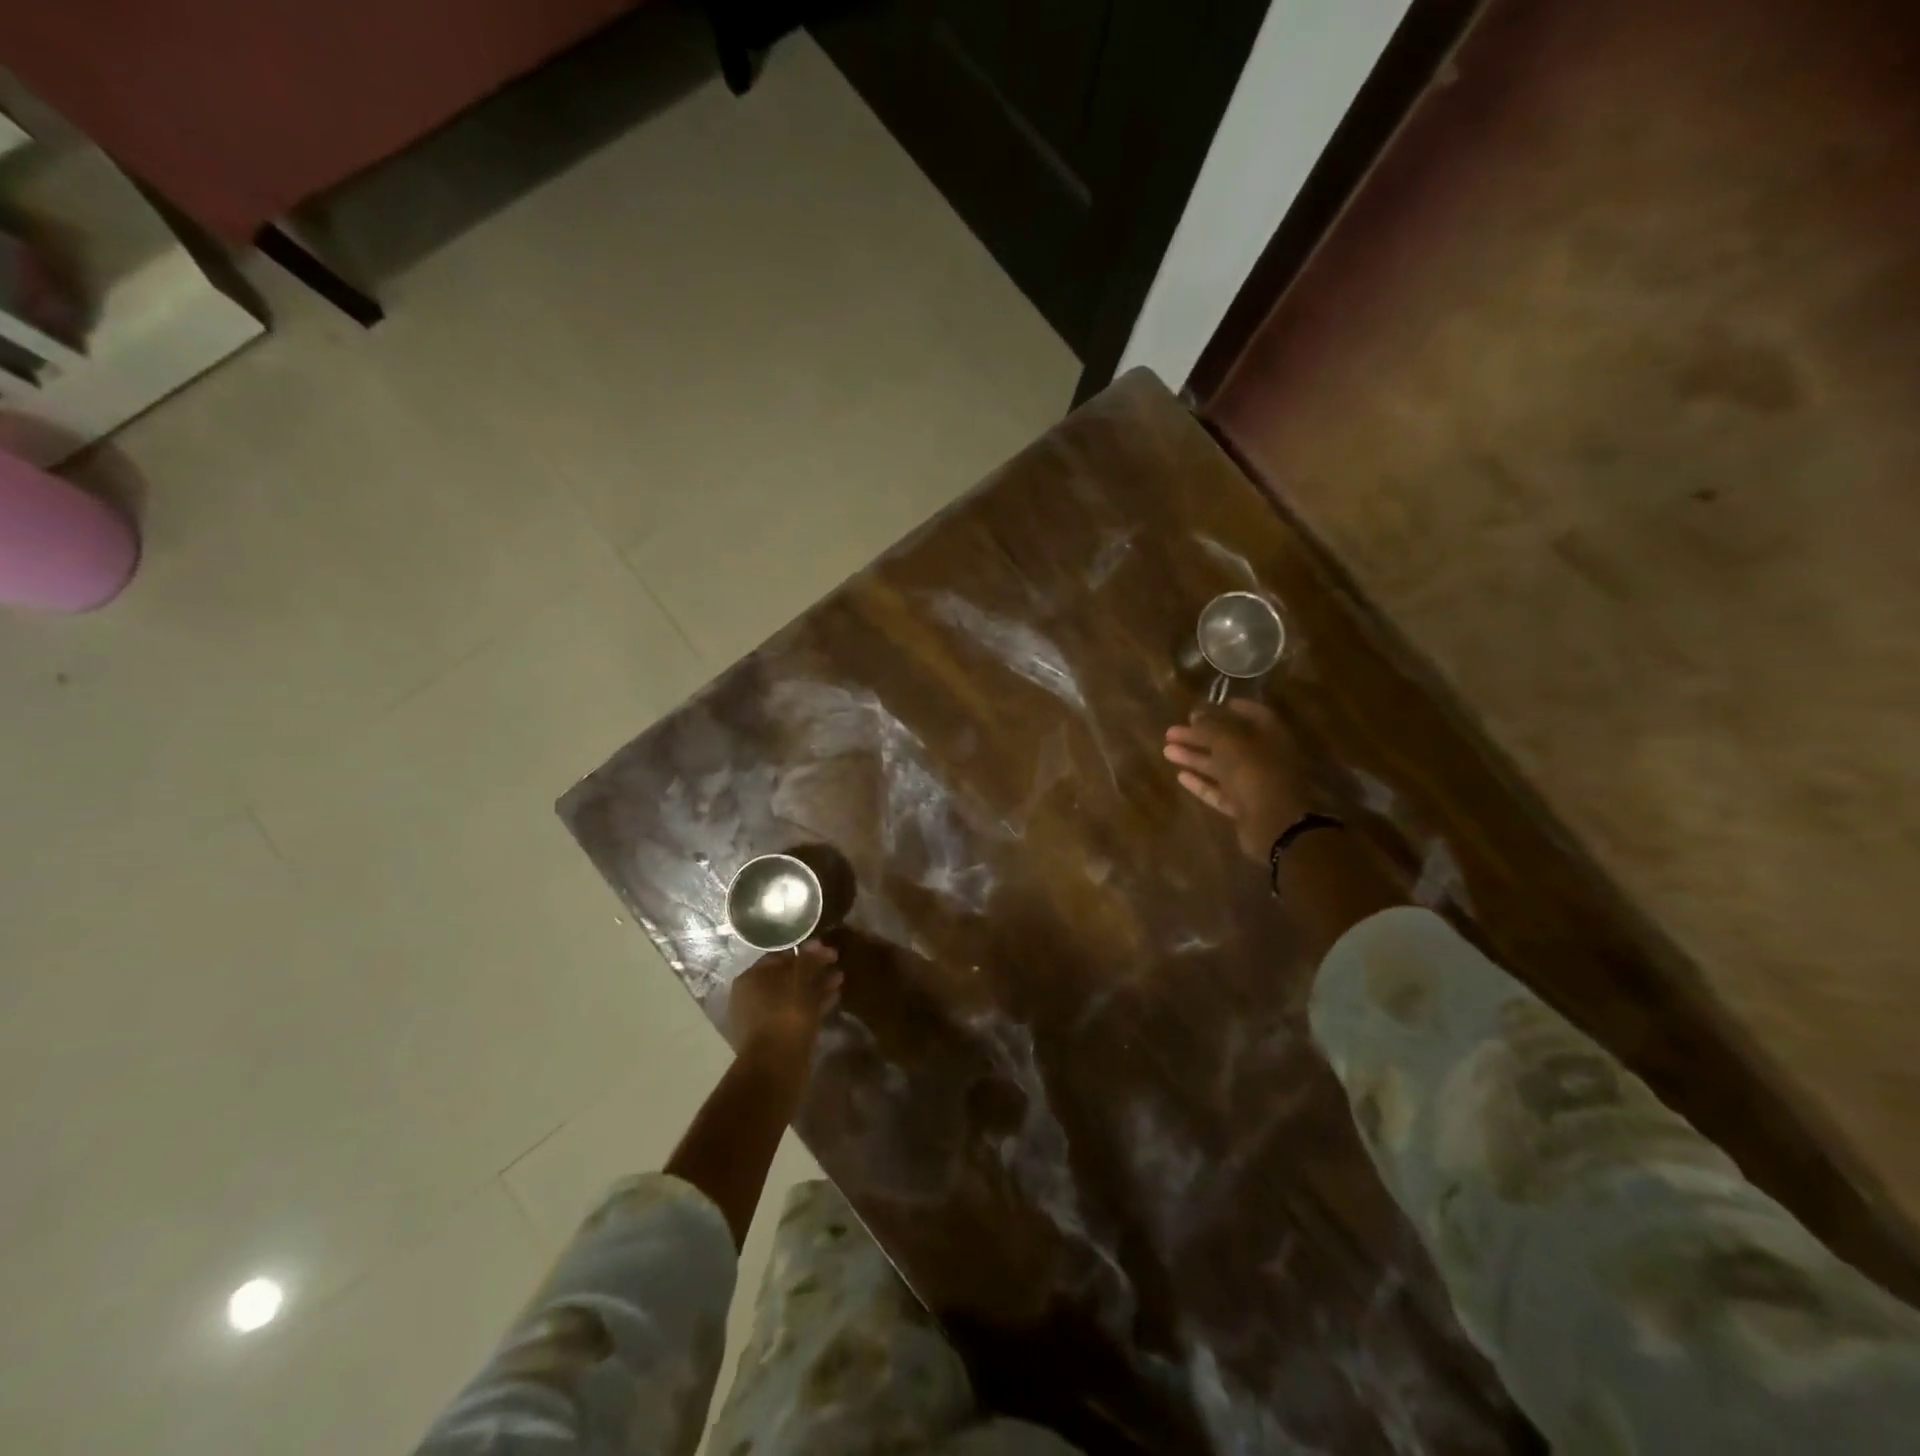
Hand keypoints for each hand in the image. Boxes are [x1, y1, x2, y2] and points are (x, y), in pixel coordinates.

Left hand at [726, 941, 842, 1061]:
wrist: (777, 1068)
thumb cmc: (785, 1016)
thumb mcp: (800, 981)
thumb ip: (808, 959)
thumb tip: (816, 943)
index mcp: (750, 979)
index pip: (779, 956)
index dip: (805, 951)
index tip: (828, 950)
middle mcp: (752, 996)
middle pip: (786, 976)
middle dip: (812, 970)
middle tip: (836, 963)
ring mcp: (763, 1018)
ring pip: (793, 995)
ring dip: (815, 986)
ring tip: (840, 979)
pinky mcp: (777, 1035)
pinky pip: (797, 1012)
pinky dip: (813, 1005)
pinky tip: (833, 999)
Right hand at [1163, 701, 1311, 861]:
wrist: (1274, 825)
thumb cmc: (1255, 773)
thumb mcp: (1229, 742)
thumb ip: (1211, 726)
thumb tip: (1196, 713)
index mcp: (1270, 736)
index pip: (1253, 714)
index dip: (1229, 708)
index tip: (1205, 705)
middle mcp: (1264, 757)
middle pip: (1229, 742)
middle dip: (1200, 735)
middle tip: (1171, 731)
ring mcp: (1255, 784)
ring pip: (1221, 766)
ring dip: (1195, 757)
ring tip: (1167, 751)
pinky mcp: (1244, 806)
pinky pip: (1219, 790)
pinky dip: (1201, 783)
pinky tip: (1180, 776)